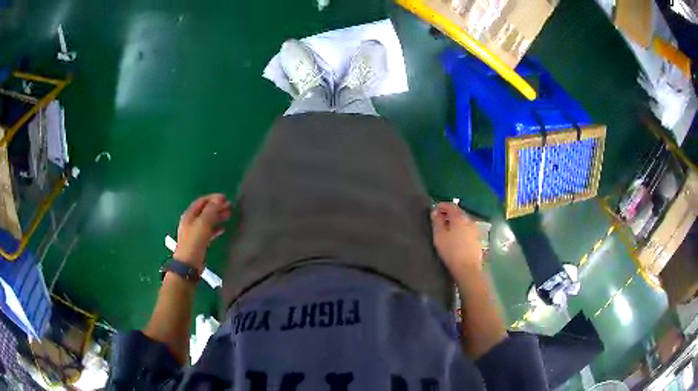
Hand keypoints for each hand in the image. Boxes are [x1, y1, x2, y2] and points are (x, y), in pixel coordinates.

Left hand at [174, 194, 231, 271]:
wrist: (188, 263)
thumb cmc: (194, 241)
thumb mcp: (203, 223)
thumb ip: (211, 210)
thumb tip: (219, 199)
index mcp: (189, 214)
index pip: (202, 201)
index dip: (213, 198)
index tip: (225, 198)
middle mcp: (190, 221)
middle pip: (205, 210)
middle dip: (217, 207)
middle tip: (229, 206)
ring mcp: (194, 232)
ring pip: (207, 220)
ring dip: (217, 216)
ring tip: (229, 215)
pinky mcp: (198, 241)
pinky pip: (208, 231)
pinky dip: (216, 228)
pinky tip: (223, 229)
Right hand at [431, 202, 482, 281]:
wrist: (467, 268)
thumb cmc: (451, 251)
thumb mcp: (439, 236)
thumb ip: (437, 221)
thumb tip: (435, 212)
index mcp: (459, 217)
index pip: (450, 205)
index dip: (441, 206)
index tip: (433, 210)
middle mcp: (469, 220)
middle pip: (458, 212)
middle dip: (448, 214)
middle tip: (438, 219)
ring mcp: (475, 229)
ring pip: (463, 221)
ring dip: (454, 222)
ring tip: (446, 229)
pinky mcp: (477, 239)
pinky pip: (467, 229)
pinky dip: (460, 229)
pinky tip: (455, 237)